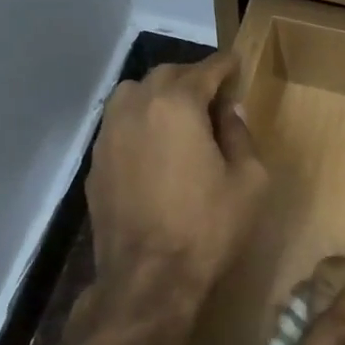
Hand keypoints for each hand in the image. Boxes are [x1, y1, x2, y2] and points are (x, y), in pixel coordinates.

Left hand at [87, 52, 267, 300]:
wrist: (148, 278)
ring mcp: (108, 135)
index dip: (225, 66)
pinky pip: (118, 126)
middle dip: (192, 78)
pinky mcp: (95, 164)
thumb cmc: (207, 228)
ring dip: (159, 96)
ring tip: (179, 117)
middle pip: (165, 75)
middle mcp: (135, 107)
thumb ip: (241, 135)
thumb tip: (229, 113)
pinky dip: (139, 123)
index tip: (236, 66)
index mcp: (176, 105)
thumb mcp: (249, 181)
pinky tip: (154, 148)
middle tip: (213, 96)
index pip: (205, 69)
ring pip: (133, 95)